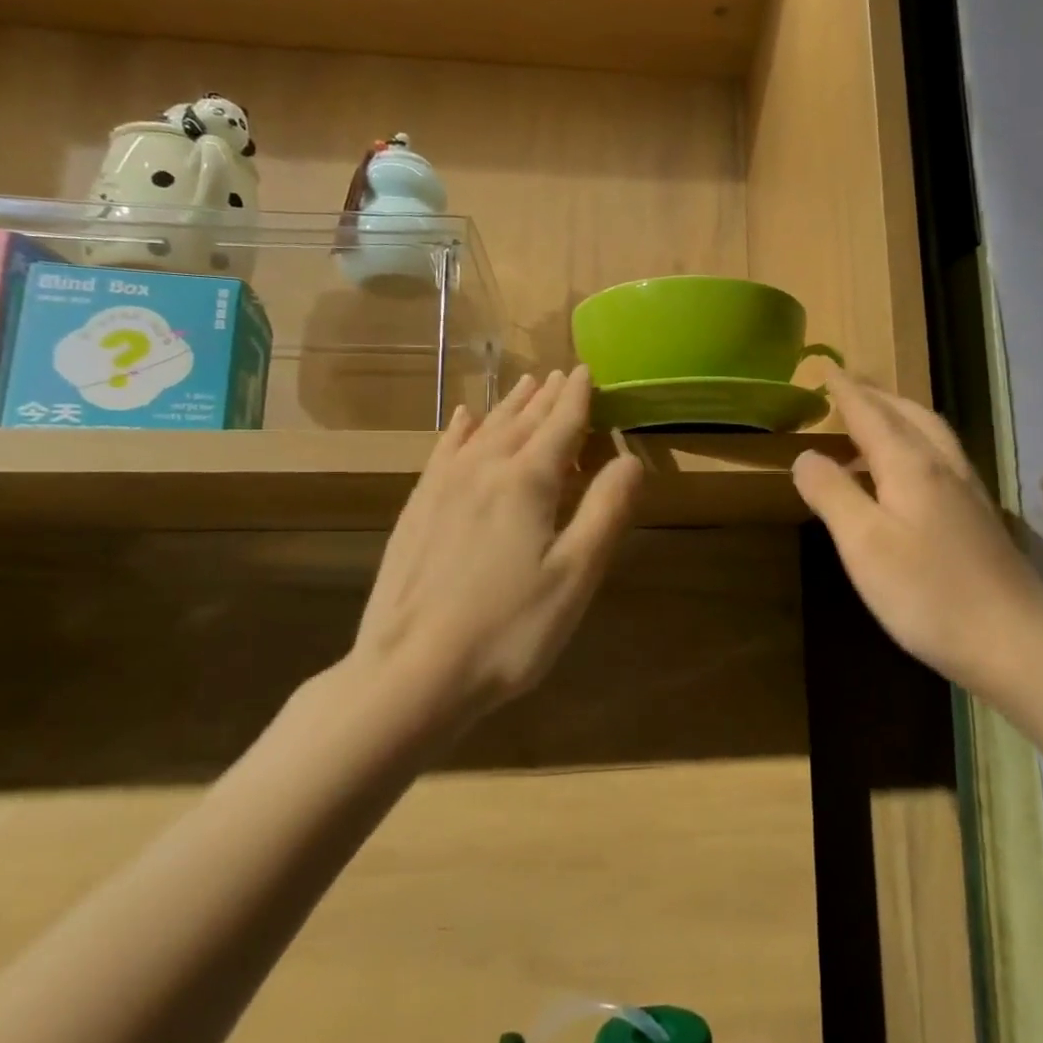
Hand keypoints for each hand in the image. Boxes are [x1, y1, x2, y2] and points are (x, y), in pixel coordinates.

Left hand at [344, 367, 642, 718]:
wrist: (411, 672)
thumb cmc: (509, 629)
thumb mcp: (575, 575)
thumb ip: (606, 510)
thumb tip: (630, 457)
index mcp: (528, 482)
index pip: (561, 425)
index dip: (578, 397)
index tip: (587, 370)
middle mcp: (484, 469)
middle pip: (523, 421)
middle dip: (547, 396)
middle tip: (562, 373)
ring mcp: (443, 487)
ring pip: (484, 429)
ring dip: (510, 405)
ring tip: (525, 384)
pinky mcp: (417, 509)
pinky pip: (444, 450)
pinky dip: (460, 429)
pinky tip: (463, 419)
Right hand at [792, 366, 1042, 695]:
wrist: (1016, 642)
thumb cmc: (929, 593)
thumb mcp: (864, 544)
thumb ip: (832, 494)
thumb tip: (805, 455)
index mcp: (911, 465)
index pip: (870, 414)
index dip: (845, 392)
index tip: (826, 367)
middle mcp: (943, 466)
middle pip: (908, 414)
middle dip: (875, 396)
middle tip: (847, 388)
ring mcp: (968, 491)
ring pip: (931, 434)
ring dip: (899, 416)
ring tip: (873, 421)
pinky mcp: (979, 518)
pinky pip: (941, 457)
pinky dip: (916, 444)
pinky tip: (910, 472)